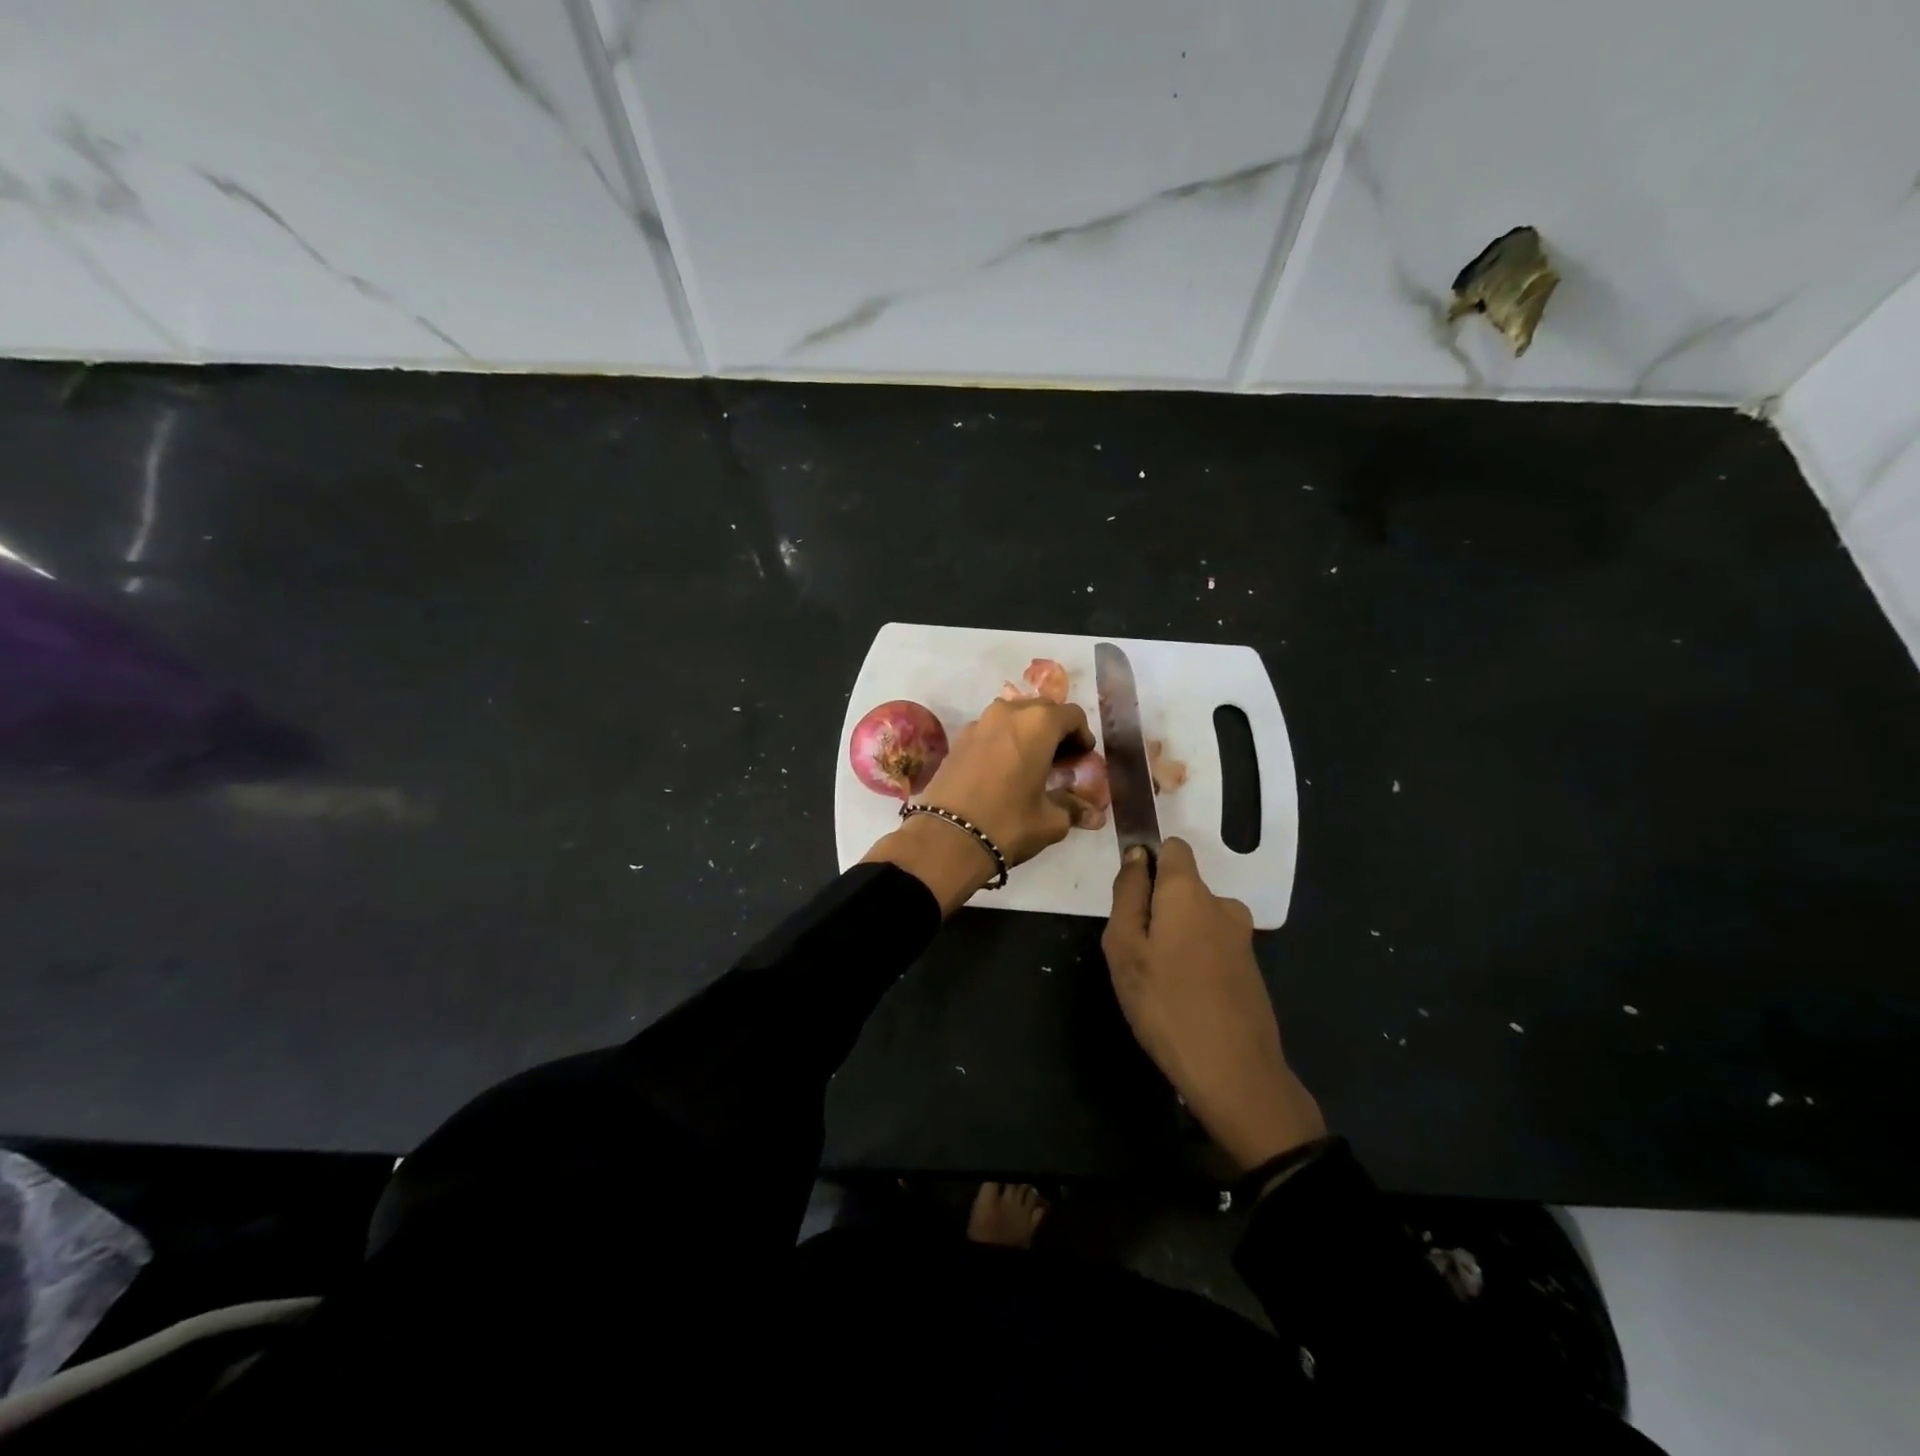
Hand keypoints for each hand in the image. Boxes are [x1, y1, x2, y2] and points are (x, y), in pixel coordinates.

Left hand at [864, 695, 1093, 914]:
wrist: (947, 837)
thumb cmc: (1008, 823)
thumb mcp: (1050, 820)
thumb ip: (1073, 808)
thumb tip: (1094, 815)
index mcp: (1038, 724)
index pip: (1072, 715)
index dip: (1083, 735)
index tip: (1083, 758)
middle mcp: (1008, 712)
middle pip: (1042, 710)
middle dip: (1055, 730)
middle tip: (1061, 760)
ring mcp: (979, 722)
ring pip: (1013, 717)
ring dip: (1027, 733)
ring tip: (1031, 764)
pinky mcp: (959, 738)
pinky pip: (991, 730)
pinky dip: (1003, 741)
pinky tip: (1004, 769)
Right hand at [1102, 839, 1325, 1170]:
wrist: (1234, 1074)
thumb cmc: (1166, 1004)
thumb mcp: (1124, 947)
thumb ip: (1128, 894)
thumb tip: (1137, 855)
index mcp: (1190, 892)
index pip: (1173, 847)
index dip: (1147, 861)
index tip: (1129, 897)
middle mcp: (1222, 904)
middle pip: (1181, 887)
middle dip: (1155, 908)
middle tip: (1135, 953)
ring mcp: (1241, 938)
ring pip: (1194, 920)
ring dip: (1174, 938)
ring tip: (1156, 982)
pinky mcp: (1249, 969)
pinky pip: (1210, 947)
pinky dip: (1193, 961)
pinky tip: (1181, 998)